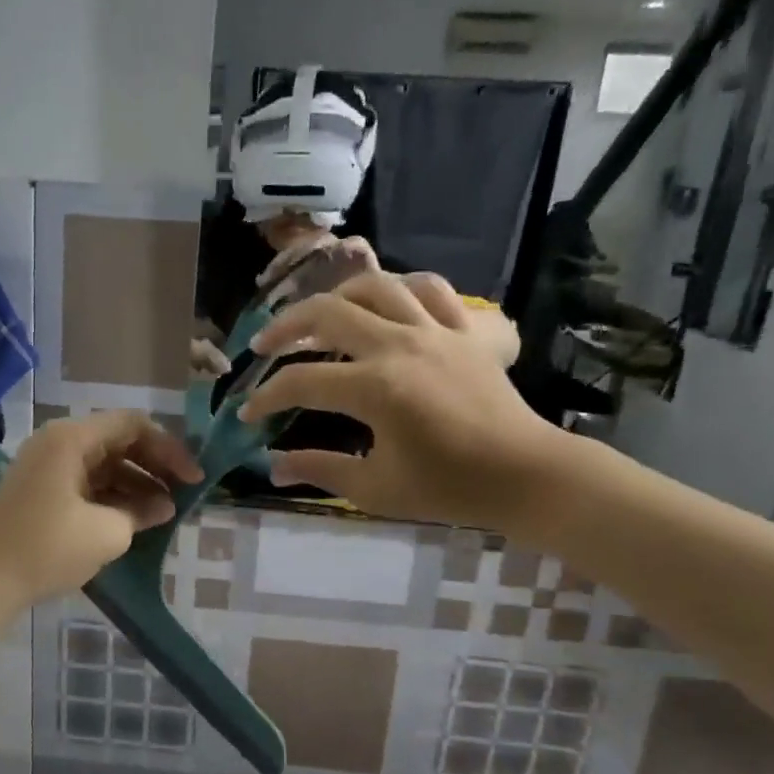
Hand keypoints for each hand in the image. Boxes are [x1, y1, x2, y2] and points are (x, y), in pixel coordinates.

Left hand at [0, 412, 201, 604]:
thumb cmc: (48, 548)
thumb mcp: (107, 531)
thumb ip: (142, 511)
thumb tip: (164, 506)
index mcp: (72, 438)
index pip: (133, 424)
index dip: (169, 448)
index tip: (193, 478)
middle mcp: (58, 443)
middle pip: (119, 441)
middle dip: (155, 466)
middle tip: (184, 493)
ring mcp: (47, 467)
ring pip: (104, 464)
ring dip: (137, 484)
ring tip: (165, 513)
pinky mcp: (41, 492)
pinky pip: (87, 483)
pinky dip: (114, 496)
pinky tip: (136, 519)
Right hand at [239, 271, 567, 535]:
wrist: (526, 475)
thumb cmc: (449, 488)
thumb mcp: (375, 488)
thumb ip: (320, 470)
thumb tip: (273, 467)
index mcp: (375, 387)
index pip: (301, 382)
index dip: (266, 397)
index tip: (247, 415)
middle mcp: (399, 345)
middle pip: (327, 314)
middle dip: (285, 328)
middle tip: (264, 347)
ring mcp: (435, 330)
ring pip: (376, 286)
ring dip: (337, 297)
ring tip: (320, 316)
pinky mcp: (464, 330)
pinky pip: (430, 289)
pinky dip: (401, 288)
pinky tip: (387, 303)